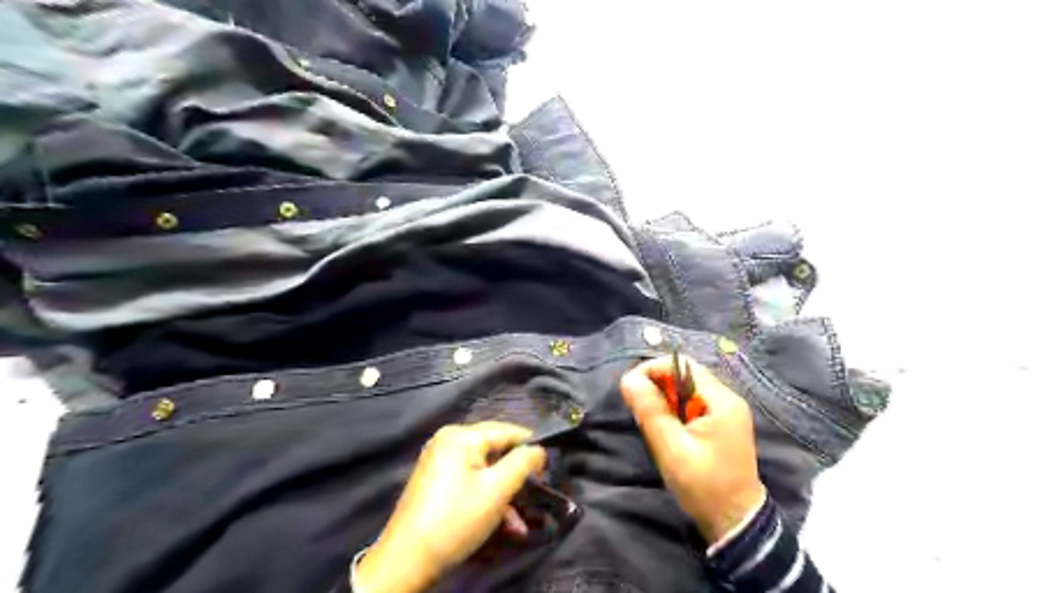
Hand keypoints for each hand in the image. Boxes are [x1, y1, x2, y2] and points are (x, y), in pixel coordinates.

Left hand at [359, 422, 548, 591]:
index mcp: (460, 435)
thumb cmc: (455, 519)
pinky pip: (471, 481)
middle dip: (516, 476)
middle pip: (496, 450)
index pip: (507, 430)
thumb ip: (523, 463)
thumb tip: (539, 450)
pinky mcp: (437, 481)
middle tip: (536, 494)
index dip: (531, 447)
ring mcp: (440, 461)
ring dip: (505, 494)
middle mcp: (448, 441)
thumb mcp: (496, 490)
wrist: (406, 561)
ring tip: (519, 521)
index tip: (548, 468)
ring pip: (485, 470)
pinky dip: (488, 498)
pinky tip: (502, 523)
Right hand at [620, 354, 764, 542]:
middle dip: (657, 385)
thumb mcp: (671, 449)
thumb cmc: (704, 486)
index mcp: (721, 401)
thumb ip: (650, 411)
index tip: (630, 387)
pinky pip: (693, 404)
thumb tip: (628, 379)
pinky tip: (665, 428)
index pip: (683, 365)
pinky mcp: (722, 424)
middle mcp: (727, 399)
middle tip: (637, 406)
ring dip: (664, 398)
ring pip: (687, 389)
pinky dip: (674, 410)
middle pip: (685, 375)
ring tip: (649, 419)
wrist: (736, 523)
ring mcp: (727, 412)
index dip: (653, 370)